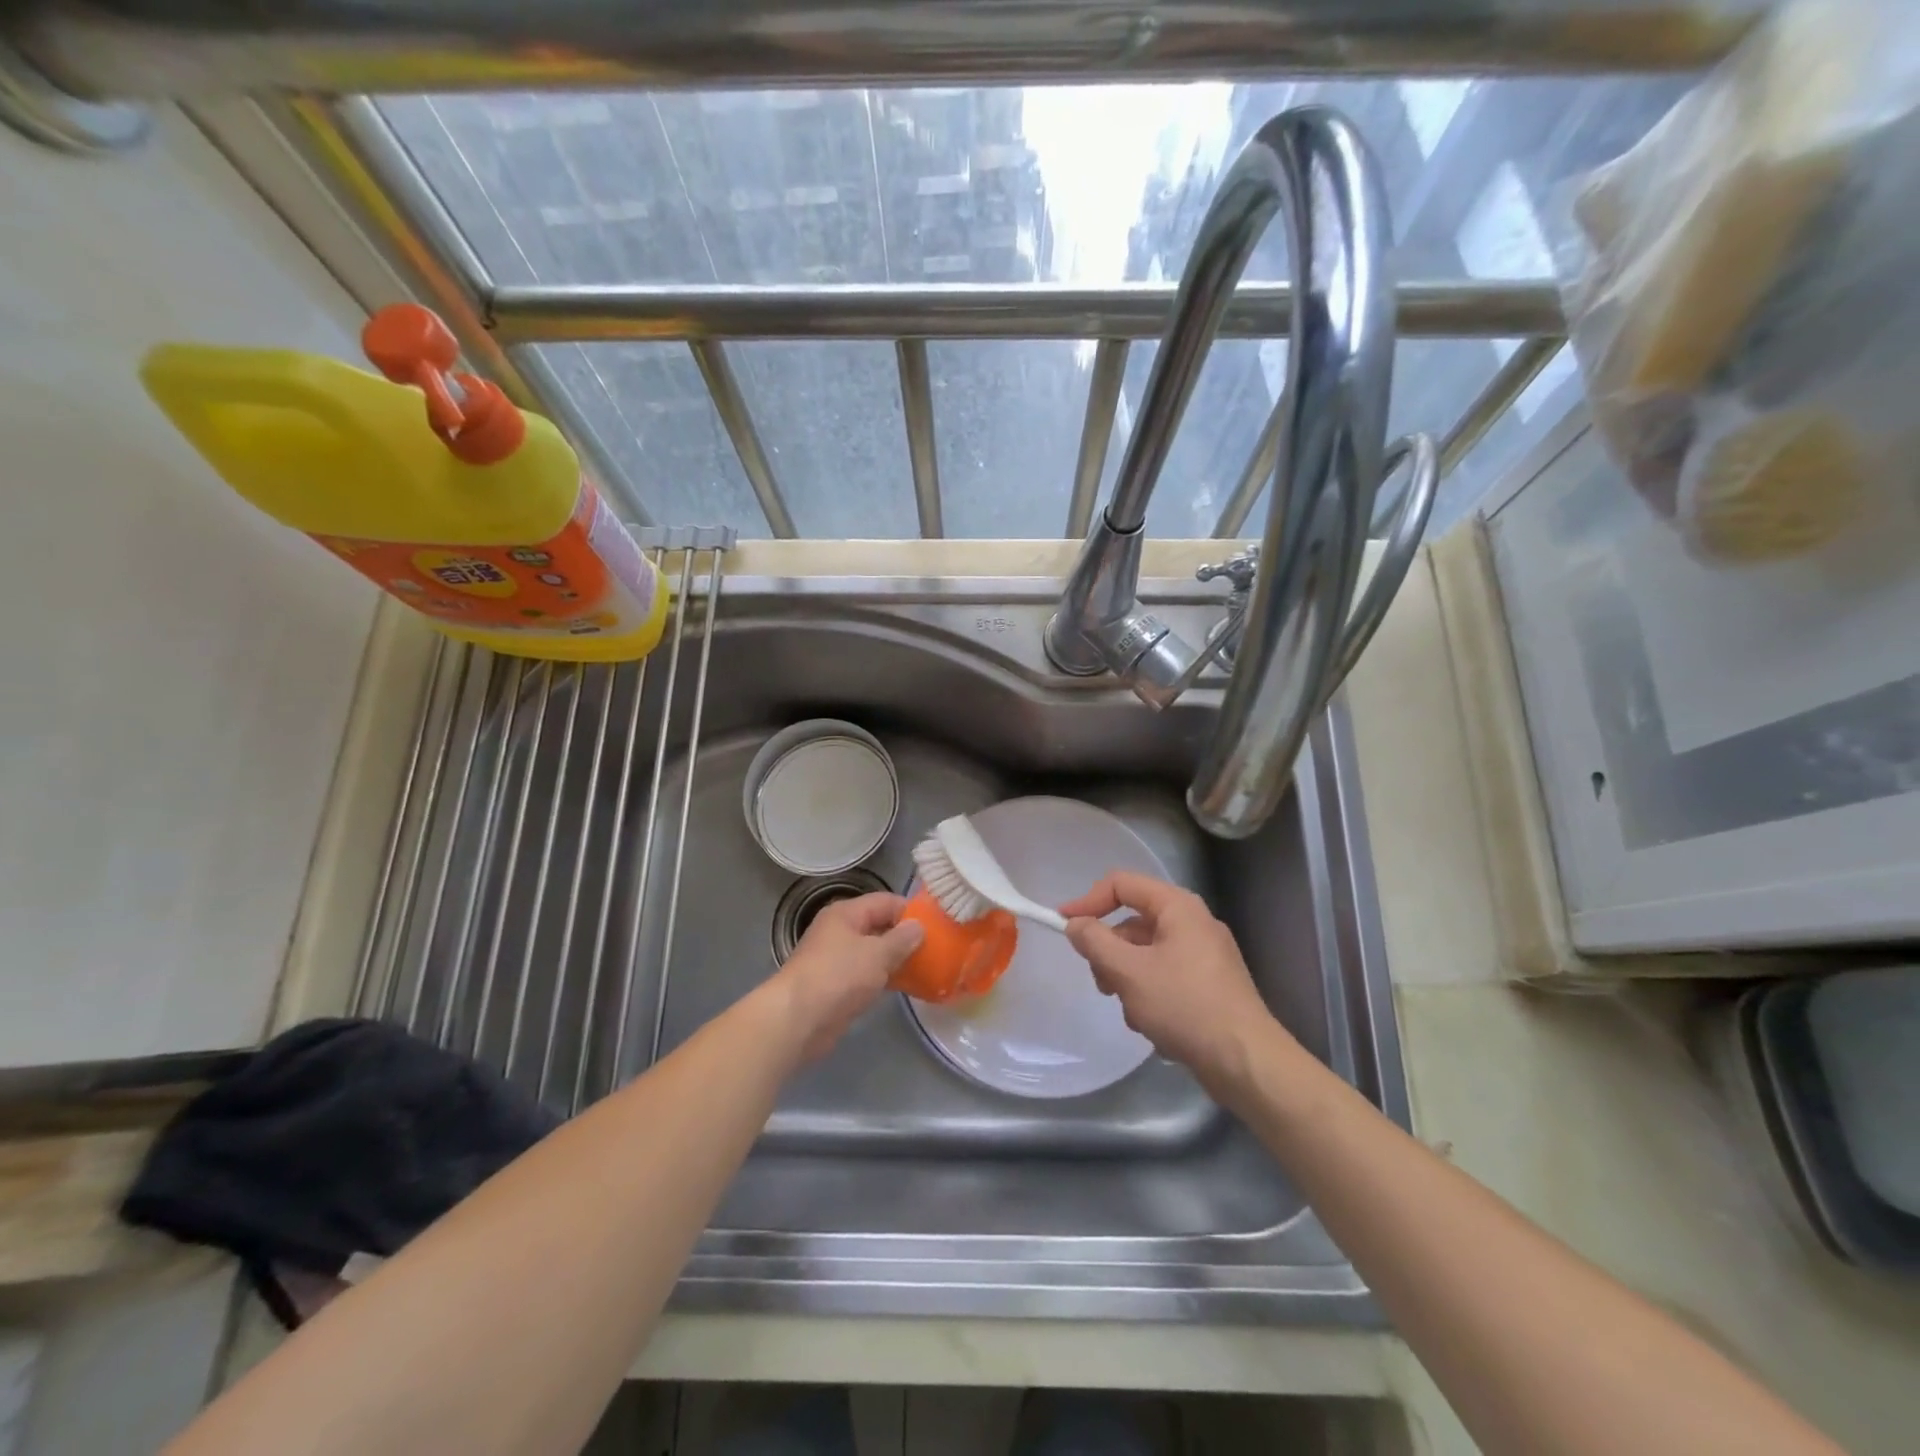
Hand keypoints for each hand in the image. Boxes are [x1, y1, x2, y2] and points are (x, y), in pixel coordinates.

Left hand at [772, 892, 923, 1062]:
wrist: (798, 1020)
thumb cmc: (838, 976)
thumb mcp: (877, 954)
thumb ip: (902, 939)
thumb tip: (919, 926)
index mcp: (846, 914)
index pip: (885, 901)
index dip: (910, 911)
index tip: (937, 925)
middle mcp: (840, 932)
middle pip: (880, 926)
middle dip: (906, 937)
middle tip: (937, 948)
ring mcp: (837, 960)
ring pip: (875, 953)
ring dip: (897, 960)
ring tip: (928, 968)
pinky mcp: (838, 986)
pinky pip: (868, 975)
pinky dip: (886, 979)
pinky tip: (907, 987)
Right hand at [1059, 871, 1282, 1093]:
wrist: (1246, 1062)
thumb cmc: (1185, 1006)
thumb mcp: (1129, 972)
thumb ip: (1095, 942)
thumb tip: (1075, 924)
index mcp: (1178, 907)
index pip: (1121, 884)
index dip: (1088, 901)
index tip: (1063, 926)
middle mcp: (1193, 923)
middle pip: (1133, 923)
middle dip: (1110, 953)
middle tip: (1103, 984)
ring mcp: (1204, 956)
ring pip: (1146, 955)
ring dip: (1129, 981)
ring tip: (1134, 1014)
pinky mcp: (1209, 986)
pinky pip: (1165, 978)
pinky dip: (1151, 996)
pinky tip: (1154, 1027)